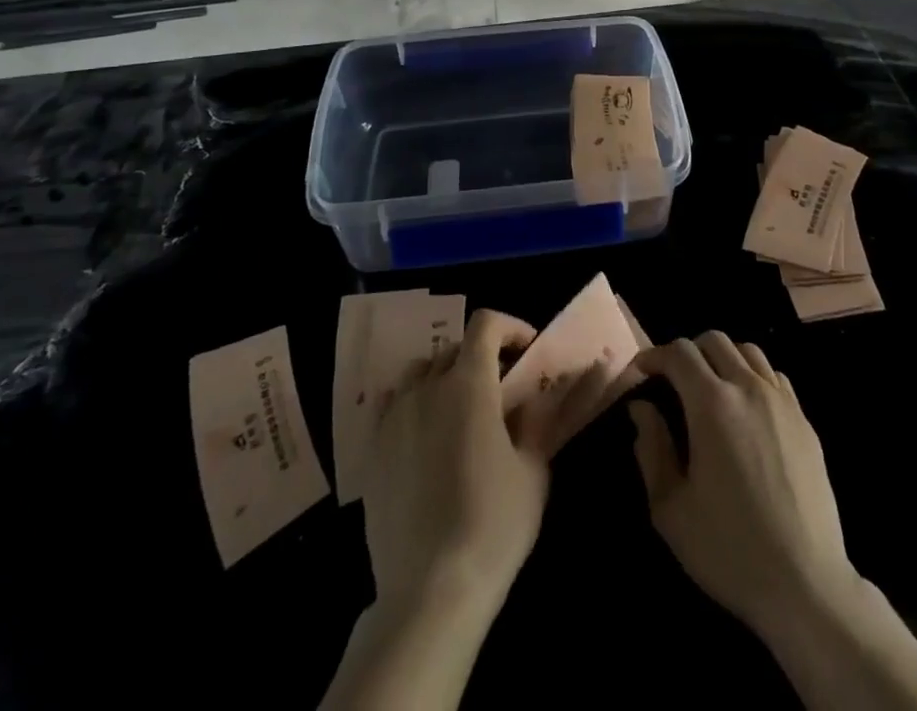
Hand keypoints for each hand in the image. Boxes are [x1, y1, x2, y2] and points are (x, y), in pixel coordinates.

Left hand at [362, 309, 549, 615]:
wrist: (429, 590)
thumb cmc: (493, 524)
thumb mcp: (533, 470)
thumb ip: (538, 419)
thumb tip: (543, 392)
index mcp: (469, 384)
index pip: (485, 325)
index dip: (510, 327)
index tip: (528, 350)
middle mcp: (427, 388)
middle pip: (454, 348)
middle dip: (482, 356)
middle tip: (502, 389)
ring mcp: (394, 417)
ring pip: (421, 373)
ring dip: (445, 377)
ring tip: (462, 411)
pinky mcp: (372, 449)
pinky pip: (394, 404)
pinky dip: (415, 404)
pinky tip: (427, 436)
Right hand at [627, 332, 857, 635]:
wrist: (805, 584)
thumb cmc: (729, 549)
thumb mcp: (671, 509)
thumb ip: (651, 449)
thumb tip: (642, 409)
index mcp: (712, 404)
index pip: (679, 353)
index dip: (654, 355)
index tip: (641, 373)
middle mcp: (749, 388)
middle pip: (714, 341)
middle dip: (687, 352)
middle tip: (672, 381)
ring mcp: (782, 401)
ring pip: (747, 351)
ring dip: (722, 358)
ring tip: (709, 387)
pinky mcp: (804, 420)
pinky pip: (774, 376)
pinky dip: (753, 376)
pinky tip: (746, 407)